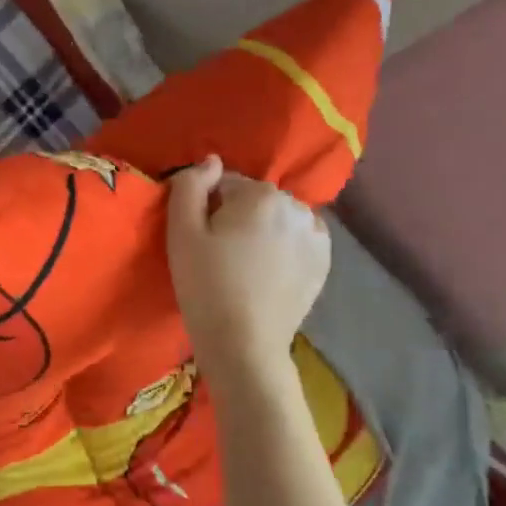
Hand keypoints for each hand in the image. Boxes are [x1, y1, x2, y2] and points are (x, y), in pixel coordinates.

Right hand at [166, 155, 330, 381]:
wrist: (244, 344)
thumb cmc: (205, 286)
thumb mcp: (181, 233)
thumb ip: (189, 187)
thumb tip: (208, 161)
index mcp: (260, 195)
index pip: (225, 184)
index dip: (207, 209)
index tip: (199, 240)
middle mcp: (296, 206)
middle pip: (255, 201)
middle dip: (237, 218)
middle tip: (218, 256)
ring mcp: (316, 235)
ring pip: (278, 220)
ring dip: (262, 232)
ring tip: (244, 268)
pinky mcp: (323, 262)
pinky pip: (297, 242)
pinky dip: (282, 250)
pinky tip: (265, 275)